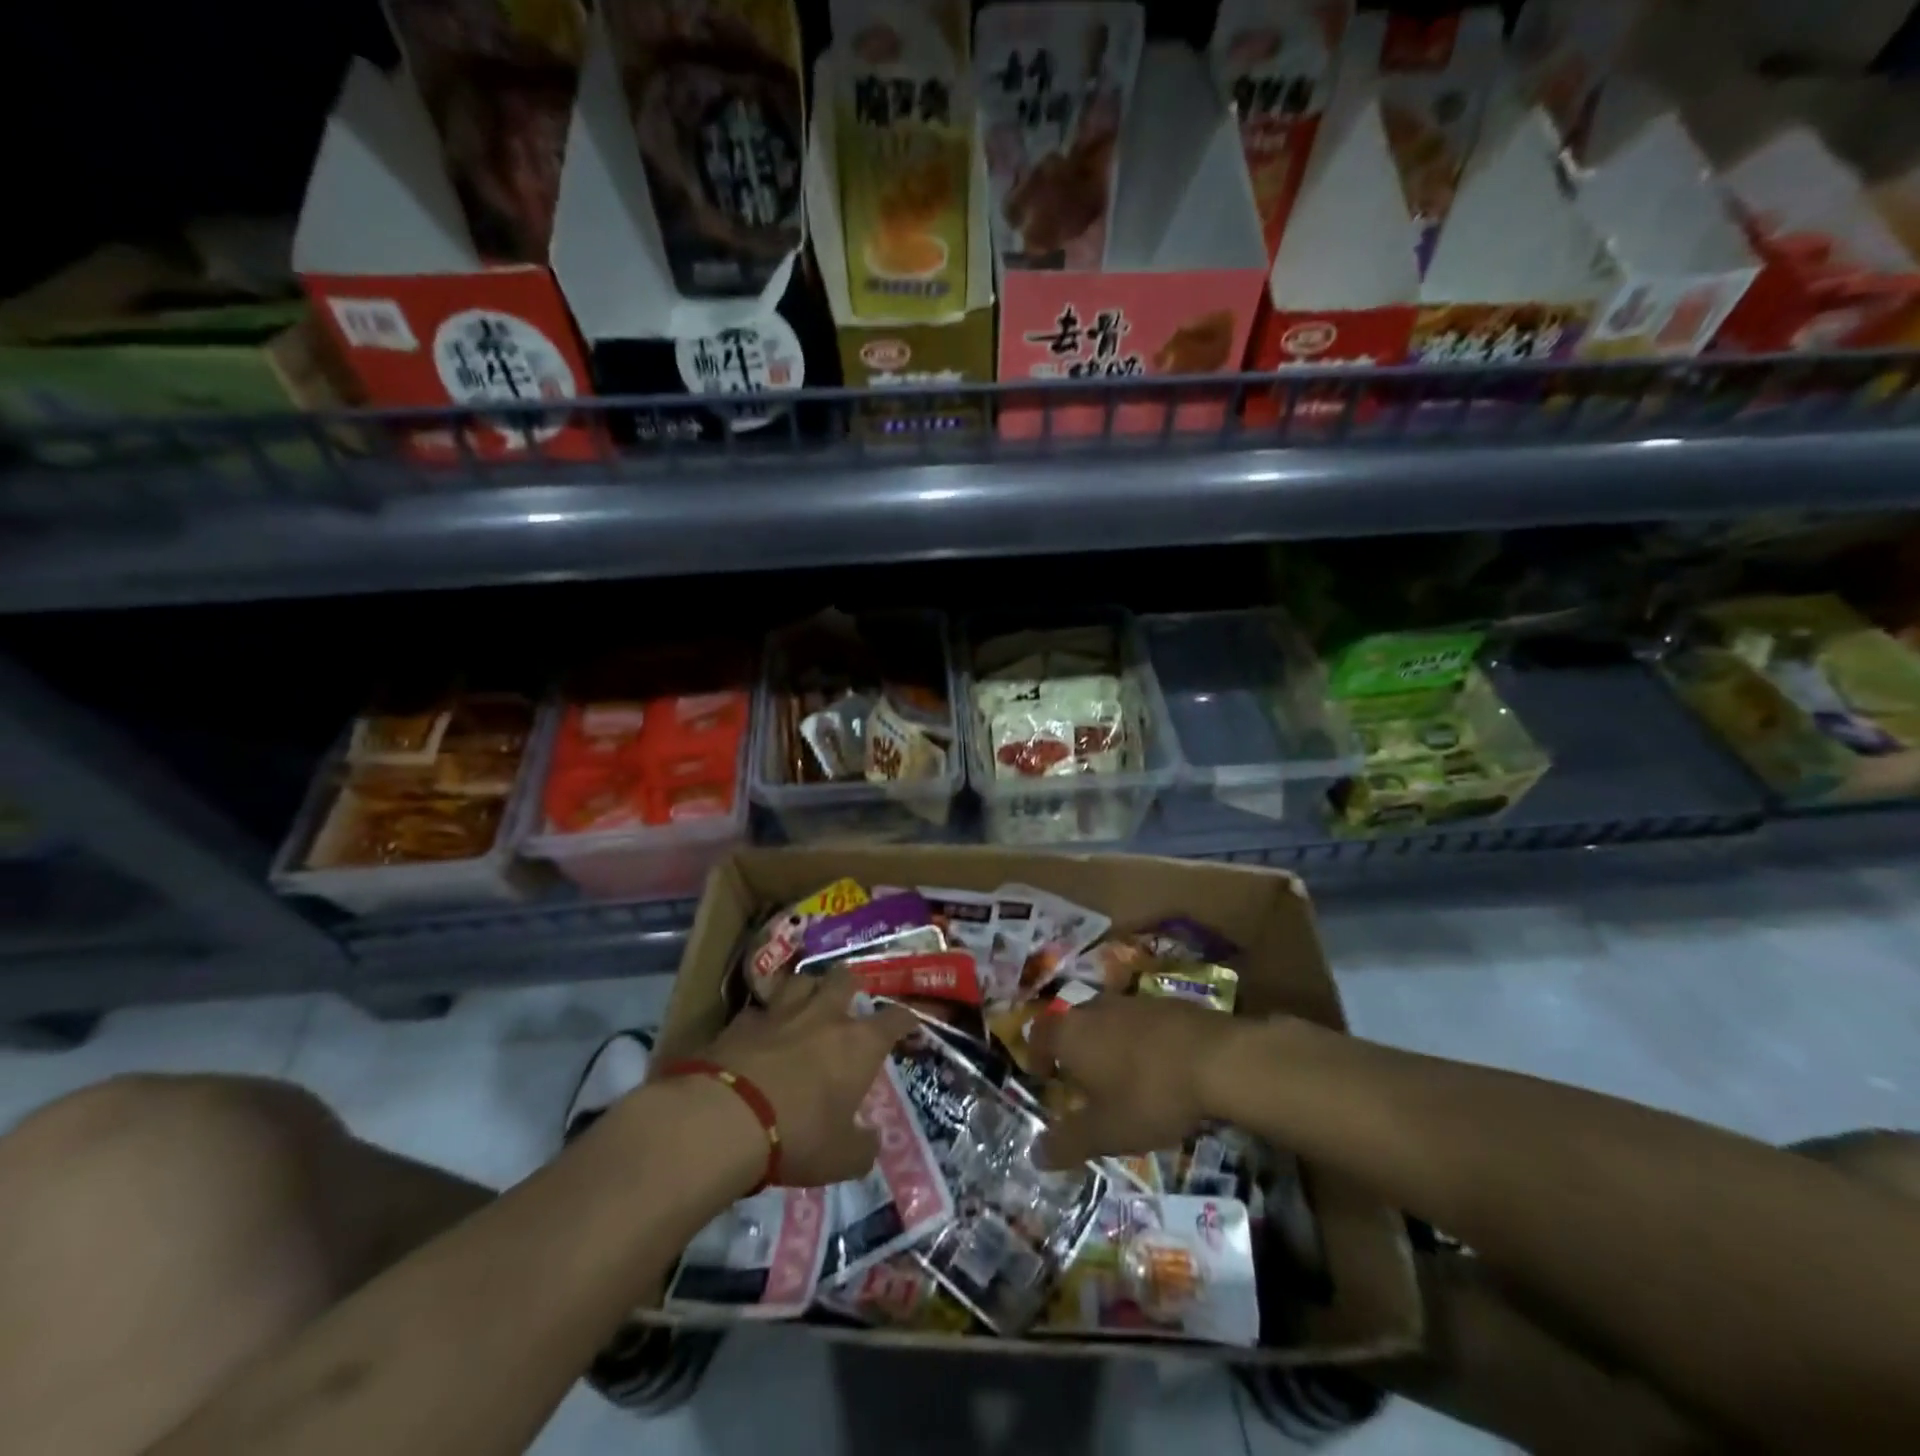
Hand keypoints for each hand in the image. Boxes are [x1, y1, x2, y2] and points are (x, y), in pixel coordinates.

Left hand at [695, 970, 917, 1187]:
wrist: (725, 1118)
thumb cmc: (798, 1135)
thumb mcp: (841, 1159)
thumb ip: (862, 1147)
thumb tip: (871, 1141)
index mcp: (859, 1043)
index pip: (894, 1018)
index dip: (905, 1020)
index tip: (908, 1024)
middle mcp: (824, 1016)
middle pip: (844, 979)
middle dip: (850, 986)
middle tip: (848, 1000)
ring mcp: (780, 1013)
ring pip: (801, 980)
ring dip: (808, 989)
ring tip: (806, 1002)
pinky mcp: (741, 1021)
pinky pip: (760, 1008)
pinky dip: (765, 1016)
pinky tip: (761, 1030)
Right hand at [1027, 995, 1243, 1169]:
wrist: (1217, 1059)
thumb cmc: (1149, 1095)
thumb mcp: (1106, 1132)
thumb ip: (1068, 1142)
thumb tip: (1035, 1154)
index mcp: (1071, 1033)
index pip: (1039, 1034)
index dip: (1036, 1054)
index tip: (1044, 1076)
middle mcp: (1095, 1008)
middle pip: (1073, 1024)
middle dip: (1073, 1050)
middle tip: (1082, 1082)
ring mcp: (1132, 1001)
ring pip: (1107, 1020)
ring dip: (1107, 1044)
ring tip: (1120, 1076)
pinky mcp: (1166, 1003)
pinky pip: (1139, 1022)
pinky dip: (1138, 1040)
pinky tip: (1157, 1066)